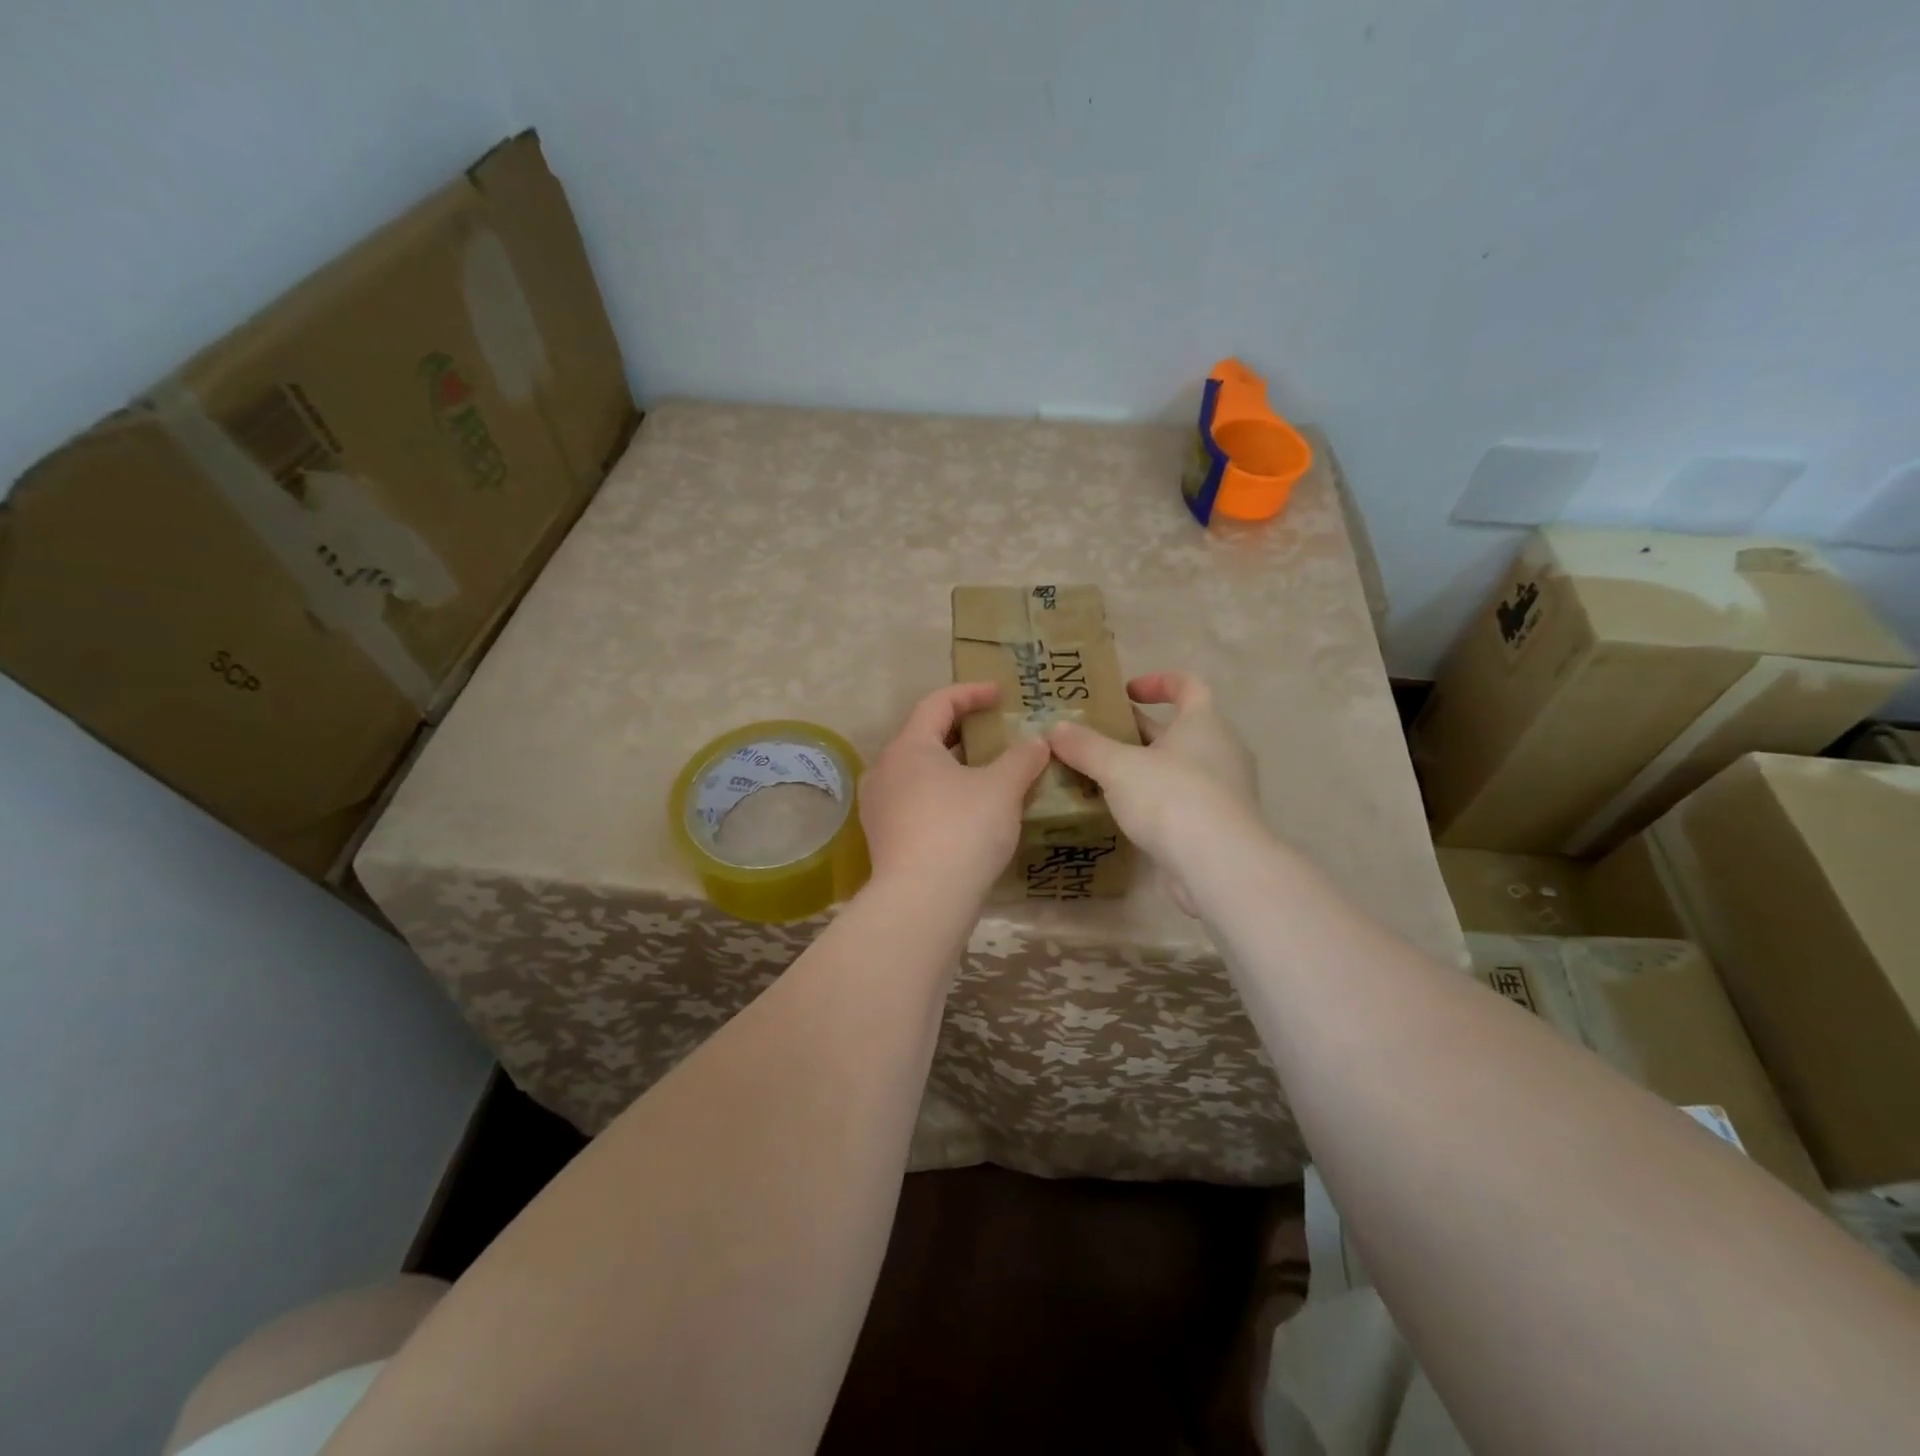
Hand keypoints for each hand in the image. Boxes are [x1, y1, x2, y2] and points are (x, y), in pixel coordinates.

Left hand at [859, 683, 1050, 895]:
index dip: (971, 693)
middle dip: (962, 731)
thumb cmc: (962, 830)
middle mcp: (885, 770)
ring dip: (952, 765)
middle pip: (924, 736)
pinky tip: (969, 810)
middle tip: (994, 732)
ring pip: (919, 771)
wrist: (923, 901)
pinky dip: (942, 793)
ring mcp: (879, 806)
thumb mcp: (1002, 789)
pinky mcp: (884, 837)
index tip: (1000, 694)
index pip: (938, 703)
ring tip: (985, 772)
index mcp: (909, 747)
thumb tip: (1037, 743)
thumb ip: (1022, 759)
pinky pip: (915, 800)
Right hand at [1047, 673, 1259, 913]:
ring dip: (1143, 767)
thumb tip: (1055, 728)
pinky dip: (1154, 800)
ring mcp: (1223, 789)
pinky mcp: (1217, 824)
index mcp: (1204, 723)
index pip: (1188, 685)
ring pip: (1177, 767)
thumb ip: (1086, 746)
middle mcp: (1220, 750)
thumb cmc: (1172, 798)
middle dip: (1137, 731)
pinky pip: (1181, 800)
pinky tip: (1123, 813)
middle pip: (1177, 729)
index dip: (1158, 682)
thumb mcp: (1118, 768)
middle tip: (1097, 738)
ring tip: (1102, 776)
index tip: (1126, 692)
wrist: (1219, 865)